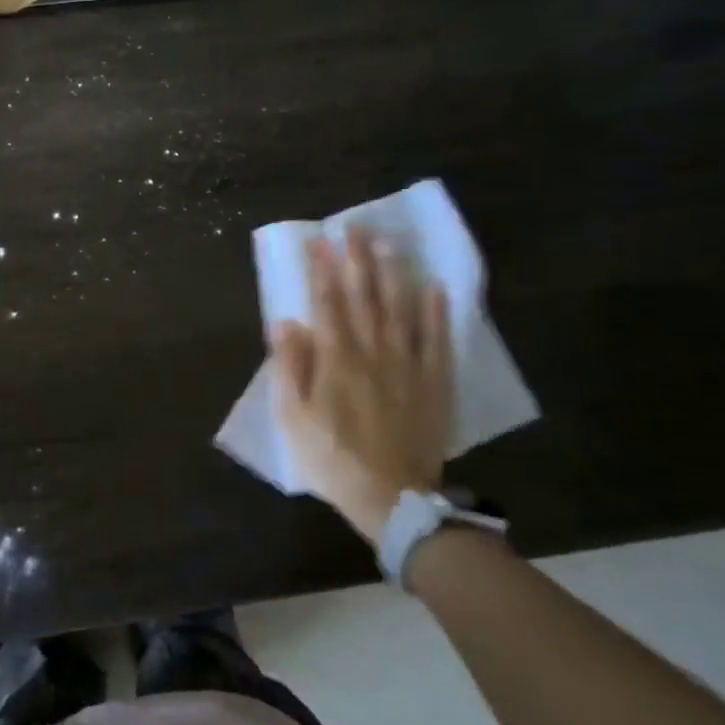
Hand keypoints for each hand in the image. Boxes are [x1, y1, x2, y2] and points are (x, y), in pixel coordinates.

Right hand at [270, 230, 452, 545]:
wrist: (392, 496)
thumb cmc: (332, 457)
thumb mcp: (295, 418)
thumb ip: (291, 368)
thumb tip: (287, 322)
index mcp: (336, 360)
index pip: (328, 304)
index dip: (323, 271)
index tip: (320, 241)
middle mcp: (373, 352)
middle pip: (365, 298)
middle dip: (358, 260)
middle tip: (355, 228)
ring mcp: (408, 365)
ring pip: (400, 310)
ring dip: (394, 274)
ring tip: (390, 244)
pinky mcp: (434, 382)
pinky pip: (437, 340)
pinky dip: (435, 313)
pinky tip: (434, 288)